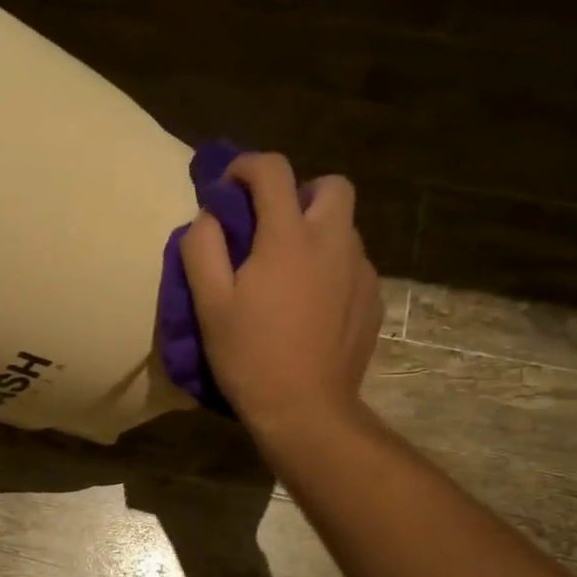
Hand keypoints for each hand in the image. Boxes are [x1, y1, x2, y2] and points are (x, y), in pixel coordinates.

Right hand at [181, 152, 381, 443]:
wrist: (305, 409)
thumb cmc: (250, 356)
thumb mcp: (209, 305)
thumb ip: (202, 248)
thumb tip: (209, 218)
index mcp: (289, 237)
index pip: (273, 171)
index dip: (246, 167)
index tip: (228, 188)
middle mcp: (334, 241)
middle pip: (330, 186)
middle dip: (299, 193)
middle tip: (272, 228)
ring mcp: (361, 271)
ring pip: (344, 227)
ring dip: (316, 233)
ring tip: (290, 274)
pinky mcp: (373, 300)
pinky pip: (353, 265)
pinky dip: (331, 268)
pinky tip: (312, 306)